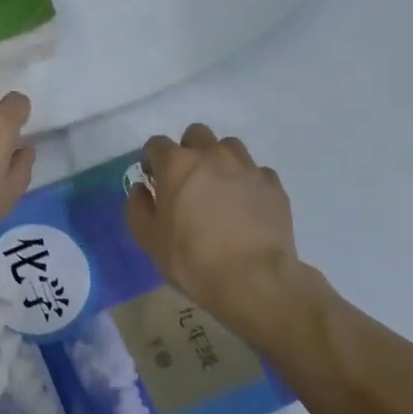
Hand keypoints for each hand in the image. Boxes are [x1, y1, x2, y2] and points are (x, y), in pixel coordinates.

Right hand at [126, 124, 301, 332]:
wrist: (254, 279)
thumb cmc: (192, 259)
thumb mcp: (150, 240)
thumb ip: (138, 208)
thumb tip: (142, 189)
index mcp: (177, 164)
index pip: (156, 144)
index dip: (152, 159)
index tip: (153, 179)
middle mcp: (212, 155)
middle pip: (196, 134)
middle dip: (188, 150)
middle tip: (187, 180)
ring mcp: (246, 167)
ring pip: (229, 147)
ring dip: (220, 161)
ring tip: (220, 189)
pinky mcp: (273, 185)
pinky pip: (257, 172)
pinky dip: (248, 182)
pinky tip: (247, 206)